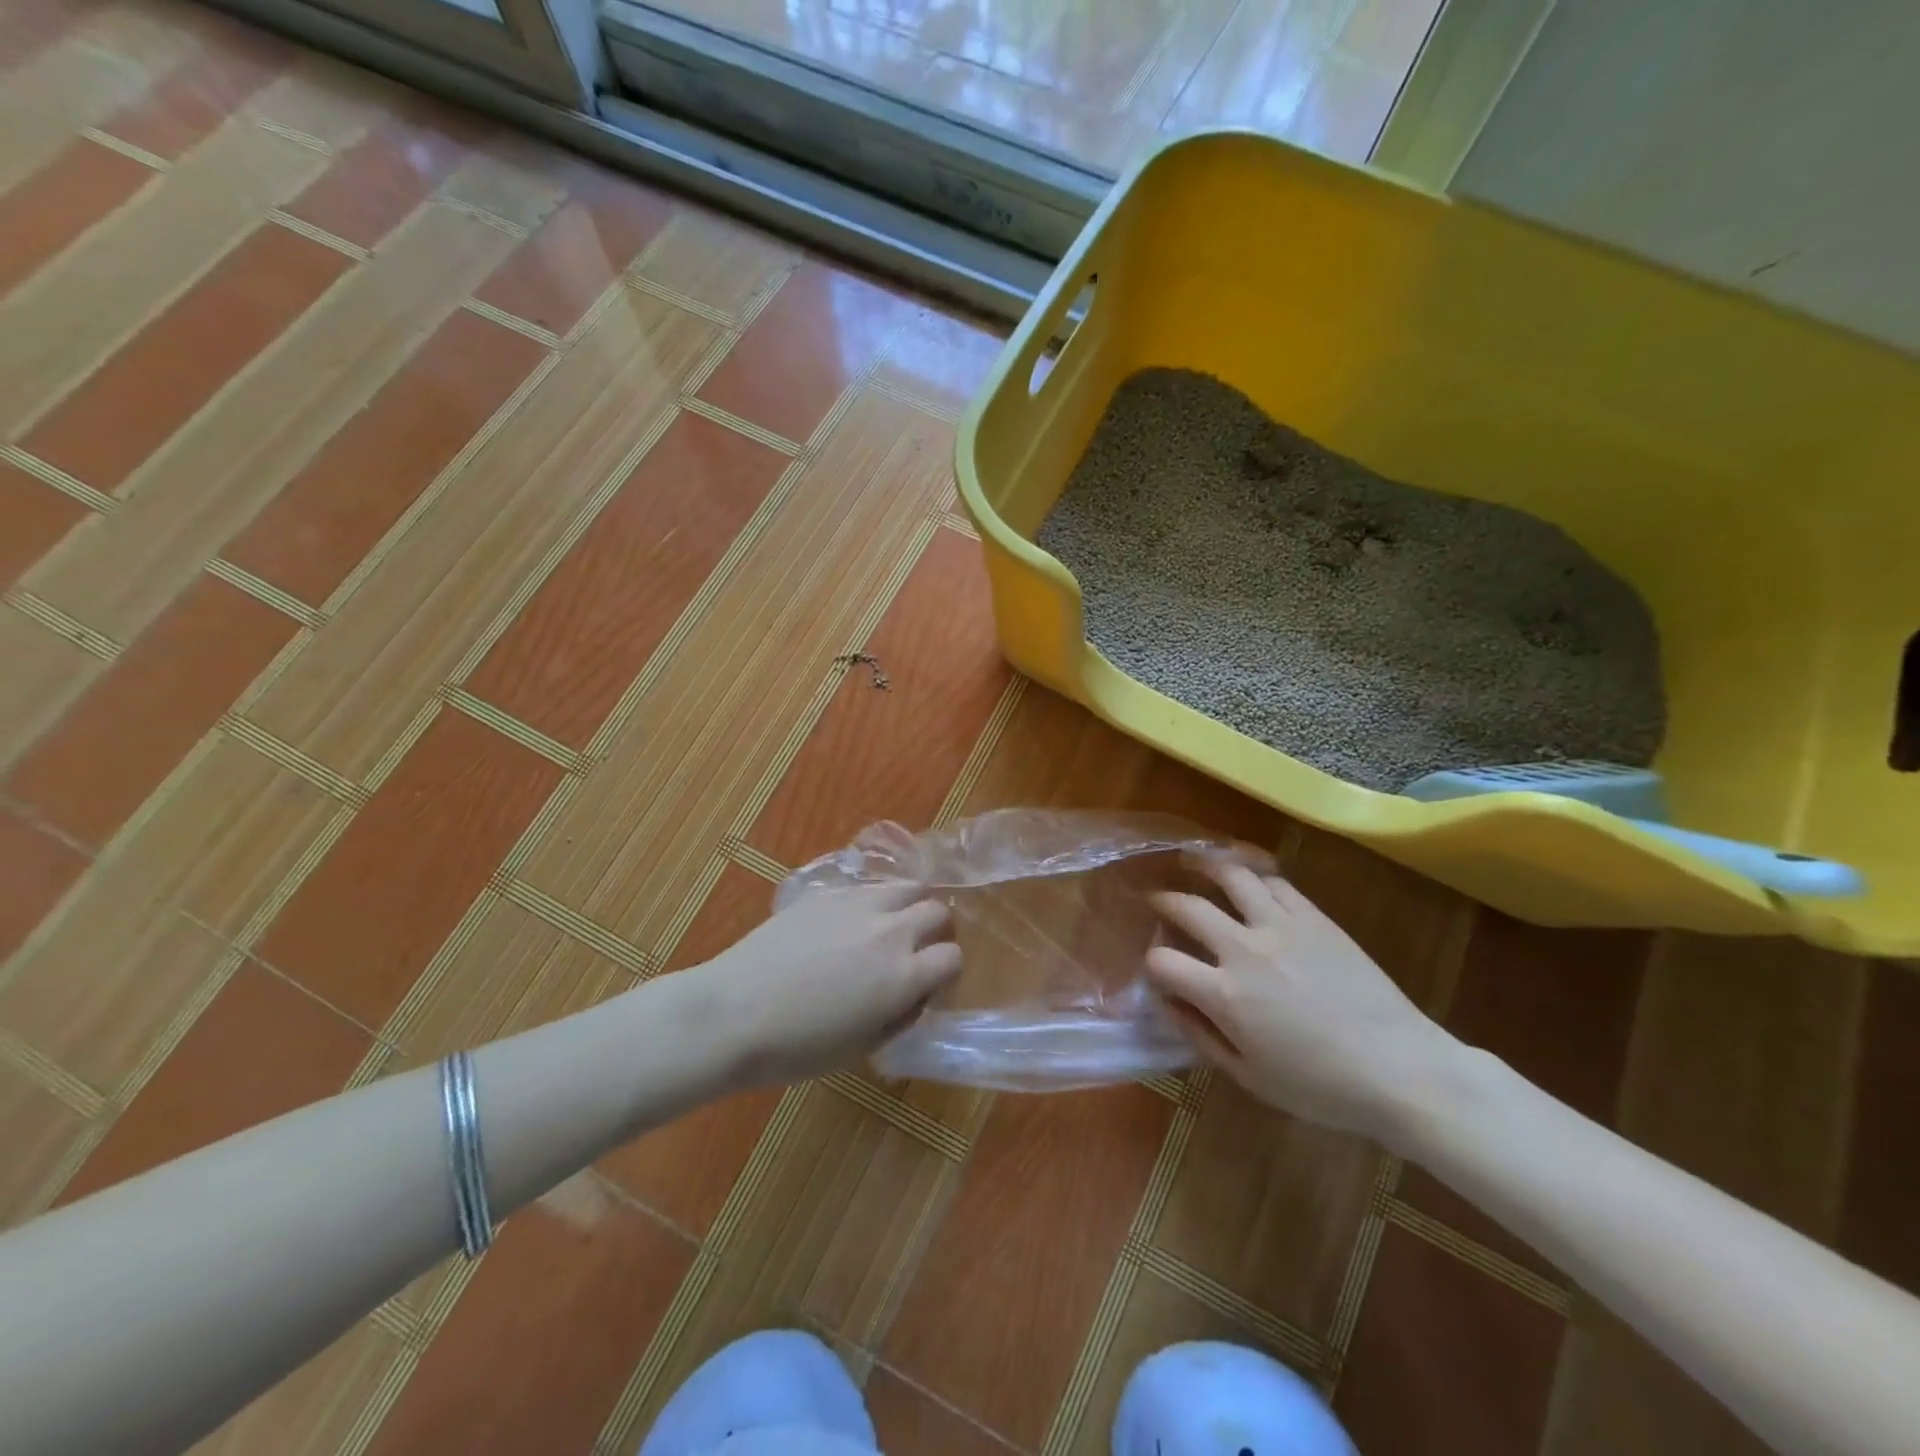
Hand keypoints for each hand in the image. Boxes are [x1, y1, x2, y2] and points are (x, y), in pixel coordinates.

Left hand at [696, 882, 961, 1087]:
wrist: (733, 1013)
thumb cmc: (797, 1047)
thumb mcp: (862, 1047)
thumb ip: (900, 1015)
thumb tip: (914, 994)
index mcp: (903, 975)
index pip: (953, 956)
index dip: (947, 971)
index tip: (931, 983)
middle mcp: (890, 931)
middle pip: (937, 910)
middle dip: (936, 930)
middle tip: (916, 950)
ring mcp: (858, 904)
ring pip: (907, 886)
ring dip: (910, 905)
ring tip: (891, 925)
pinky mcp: (827, 893)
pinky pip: (868, 887)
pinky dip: (875, 901)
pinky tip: (852, 922)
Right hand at [1146, 858, 1459, 1138]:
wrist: (1401, 1069)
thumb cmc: (1320, 1086)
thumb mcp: (1250, 1077)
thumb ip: (1201, 1036)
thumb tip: (1168, 1003)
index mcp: (1225, 995)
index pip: (1162, 962)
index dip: (1151, 965)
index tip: (1158, 972)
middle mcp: (1245, 950)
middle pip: (1187, 907)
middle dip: (1163, 902)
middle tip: (1156, 901)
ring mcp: (1282, 926)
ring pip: (1232, 876)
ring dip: (1204, 866)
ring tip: (1193, 863)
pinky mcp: (1315, 917)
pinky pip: (1276, 883)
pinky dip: (1254, 876)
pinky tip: (1248, 880)